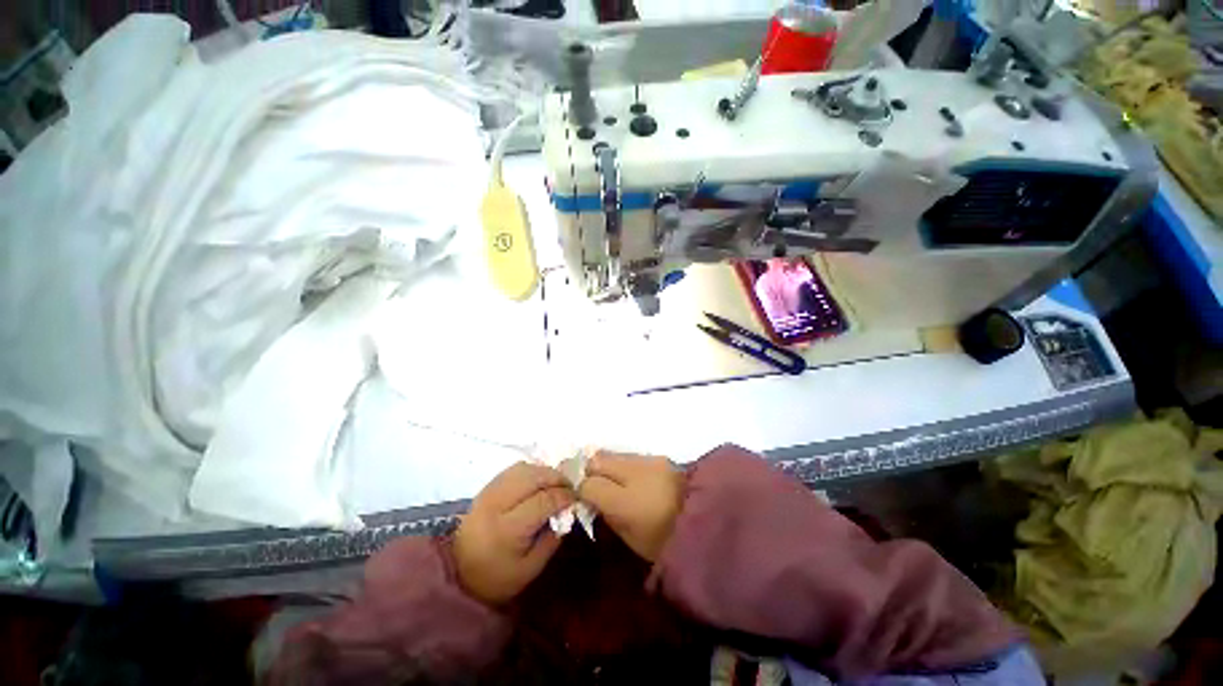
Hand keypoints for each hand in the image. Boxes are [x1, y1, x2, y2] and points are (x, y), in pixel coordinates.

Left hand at [454, 462, 574, 605]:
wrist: (457, 574)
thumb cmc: (498, 577)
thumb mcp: (531, 568)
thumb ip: (553, 538)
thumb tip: (569, 510)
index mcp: (507, 530)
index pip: (543, 501)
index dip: (564, 496)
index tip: (577, 497)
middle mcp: (496, 505)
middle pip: (533, 477)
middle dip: (556, 477)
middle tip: (569, 486)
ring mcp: (488, 493)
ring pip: (523, 468)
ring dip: (544, 471)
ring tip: (555, 482)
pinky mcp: (485, 487)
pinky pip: (512, 469)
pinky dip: (530, 470)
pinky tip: (538, 481)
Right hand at [579, 451, 683, 561]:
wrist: (705, 521)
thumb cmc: (663, 541)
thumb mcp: (628, 536)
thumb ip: (605, 511)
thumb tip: (589, 494)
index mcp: (626, 502)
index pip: (589, 483)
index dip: (576, 485)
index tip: (571, 489)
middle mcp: (634, 473)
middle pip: (598, 460)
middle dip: (586, 468)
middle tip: (581, 479)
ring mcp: (647, 461)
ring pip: (613, 454)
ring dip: (603, 464)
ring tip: (603, 477)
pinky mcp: (658, 457)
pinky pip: (629, 456)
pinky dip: (620, 463)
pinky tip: (623, 474)